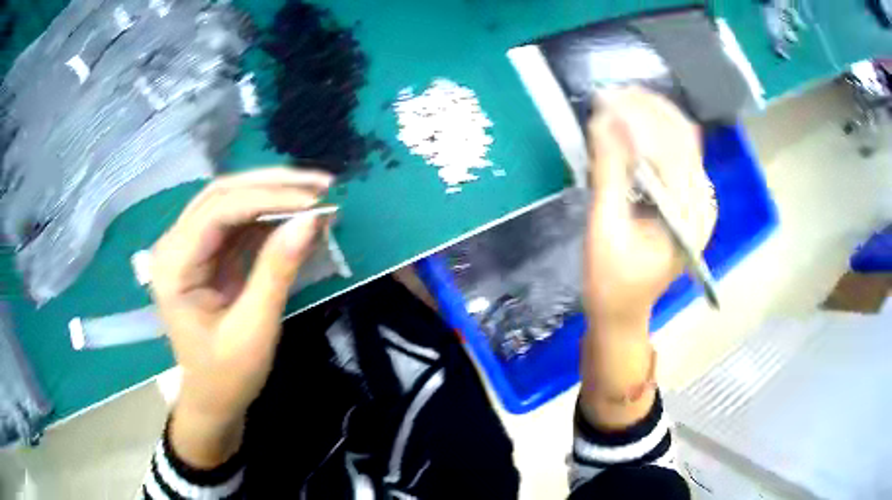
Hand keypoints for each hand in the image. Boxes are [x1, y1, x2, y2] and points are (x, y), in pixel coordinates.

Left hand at [149, 168, 332, 466]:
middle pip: (223, 193)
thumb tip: (312, 221)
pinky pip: (239, 220)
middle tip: (322, 185)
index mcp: (174, 266)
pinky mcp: (207, 252)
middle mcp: (175, 245)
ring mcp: (190, 246)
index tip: (316, 200)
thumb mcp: (254, 330)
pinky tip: (298, 214)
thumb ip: (277, 272)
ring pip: (232, 199)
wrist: (213, 399)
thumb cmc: (227, 375)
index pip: (219, 209)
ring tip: (316, 194)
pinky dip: (270, 214)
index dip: (268, 198)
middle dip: (273, 185)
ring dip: (274, 194)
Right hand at [580, 88, 715, 429]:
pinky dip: (652, 135)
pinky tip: (628, 129)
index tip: (607, 97)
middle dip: (646, 109)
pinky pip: (675, 154)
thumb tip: (604, 118)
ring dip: (649, 117)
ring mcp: (698, 199)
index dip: (641, 114)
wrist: (623, 314)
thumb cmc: (611, 282)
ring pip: (680, 140)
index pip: (674, 144)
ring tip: (614, 105)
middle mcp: (702, 201)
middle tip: (608, 94)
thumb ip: (609, 173)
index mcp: (689, 214)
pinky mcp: (687, 199)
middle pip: (682, 135)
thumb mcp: (605, 228)